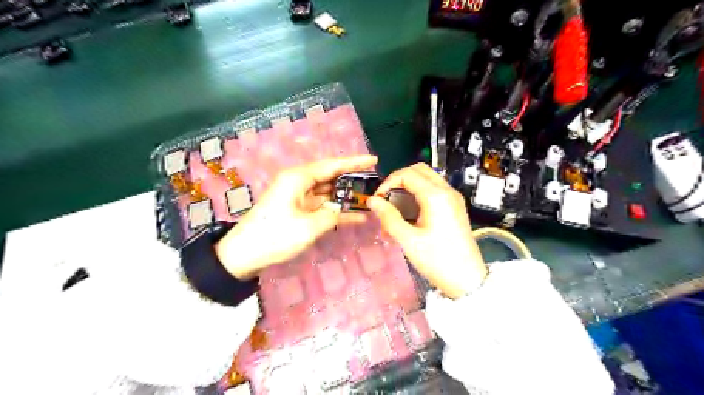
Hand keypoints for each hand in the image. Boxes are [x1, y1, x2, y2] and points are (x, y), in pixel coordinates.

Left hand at [217, 156, 376, 278]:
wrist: (244, 254)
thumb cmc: (274, 236)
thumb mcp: (308, 227)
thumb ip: (332, 216)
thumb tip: (342, 211)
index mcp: (299, 178)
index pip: (333, 165)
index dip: (355, 162)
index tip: (374, 160)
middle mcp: (299, 182)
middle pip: (331, 176)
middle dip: (353, 179)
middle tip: (376, 182)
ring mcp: (298, 196)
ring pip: (329, 192)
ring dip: (346, 197)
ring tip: (370, 198)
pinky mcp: (298, 209)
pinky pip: (322, 205)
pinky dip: (337, 210)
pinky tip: (357, 216)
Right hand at [365, 163, 487, 297]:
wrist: (467, 280)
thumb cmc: (438, 261)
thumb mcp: (409, 240)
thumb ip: (389, 217)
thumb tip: (372, 201)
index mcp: (436, 196)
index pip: (407, 174)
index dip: (388, 183)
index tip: (378, 200)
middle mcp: (447, 191)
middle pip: (418, 170)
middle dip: (398, 180)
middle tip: (386, 198)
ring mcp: (453, 198)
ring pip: (427, 179)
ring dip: (408, 187)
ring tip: (395, 208)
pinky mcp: (454, 207)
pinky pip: (433, 190)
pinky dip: (418, 194)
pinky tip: (409, 214)